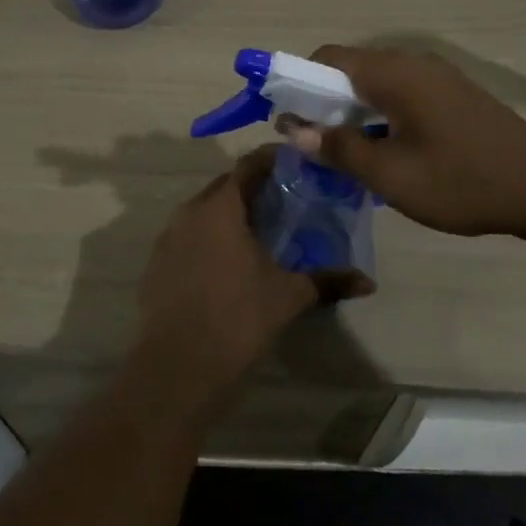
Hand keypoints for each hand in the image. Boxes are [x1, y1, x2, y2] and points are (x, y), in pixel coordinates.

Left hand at [133, 147, 319, 414]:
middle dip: (253, 187)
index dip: (272, 160)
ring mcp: (168, 236)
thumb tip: (367, 281)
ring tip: (260, 230)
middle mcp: (190, 211)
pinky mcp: (157, 262)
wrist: (178, 365)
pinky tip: (228, 261)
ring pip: (204, 211)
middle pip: (225, 186)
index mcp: (221, 207)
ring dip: (230, 213)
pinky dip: (210, 237)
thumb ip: (327, 281)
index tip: (295, 163)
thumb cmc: (237, 318)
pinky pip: (188, 235)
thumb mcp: (288, 296)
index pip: (248, 166)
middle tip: (284, 199)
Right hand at [284, 45, 525, 240]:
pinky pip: (399, 93)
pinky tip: (384, 150)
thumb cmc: (464, 182)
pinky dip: (377, 113)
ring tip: (345, 152)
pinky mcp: (452, 94)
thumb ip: (339, 149)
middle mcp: (412, 63)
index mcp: (393, 73)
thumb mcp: (392, 176)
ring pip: (374, 82)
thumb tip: (295, 131)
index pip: (327, 57)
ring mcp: (436, 77)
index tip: (285, 118)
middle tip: (312, 142)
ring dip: (350, 110)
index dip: (297, 82)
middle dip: (321, 100)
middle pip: (349, 68)